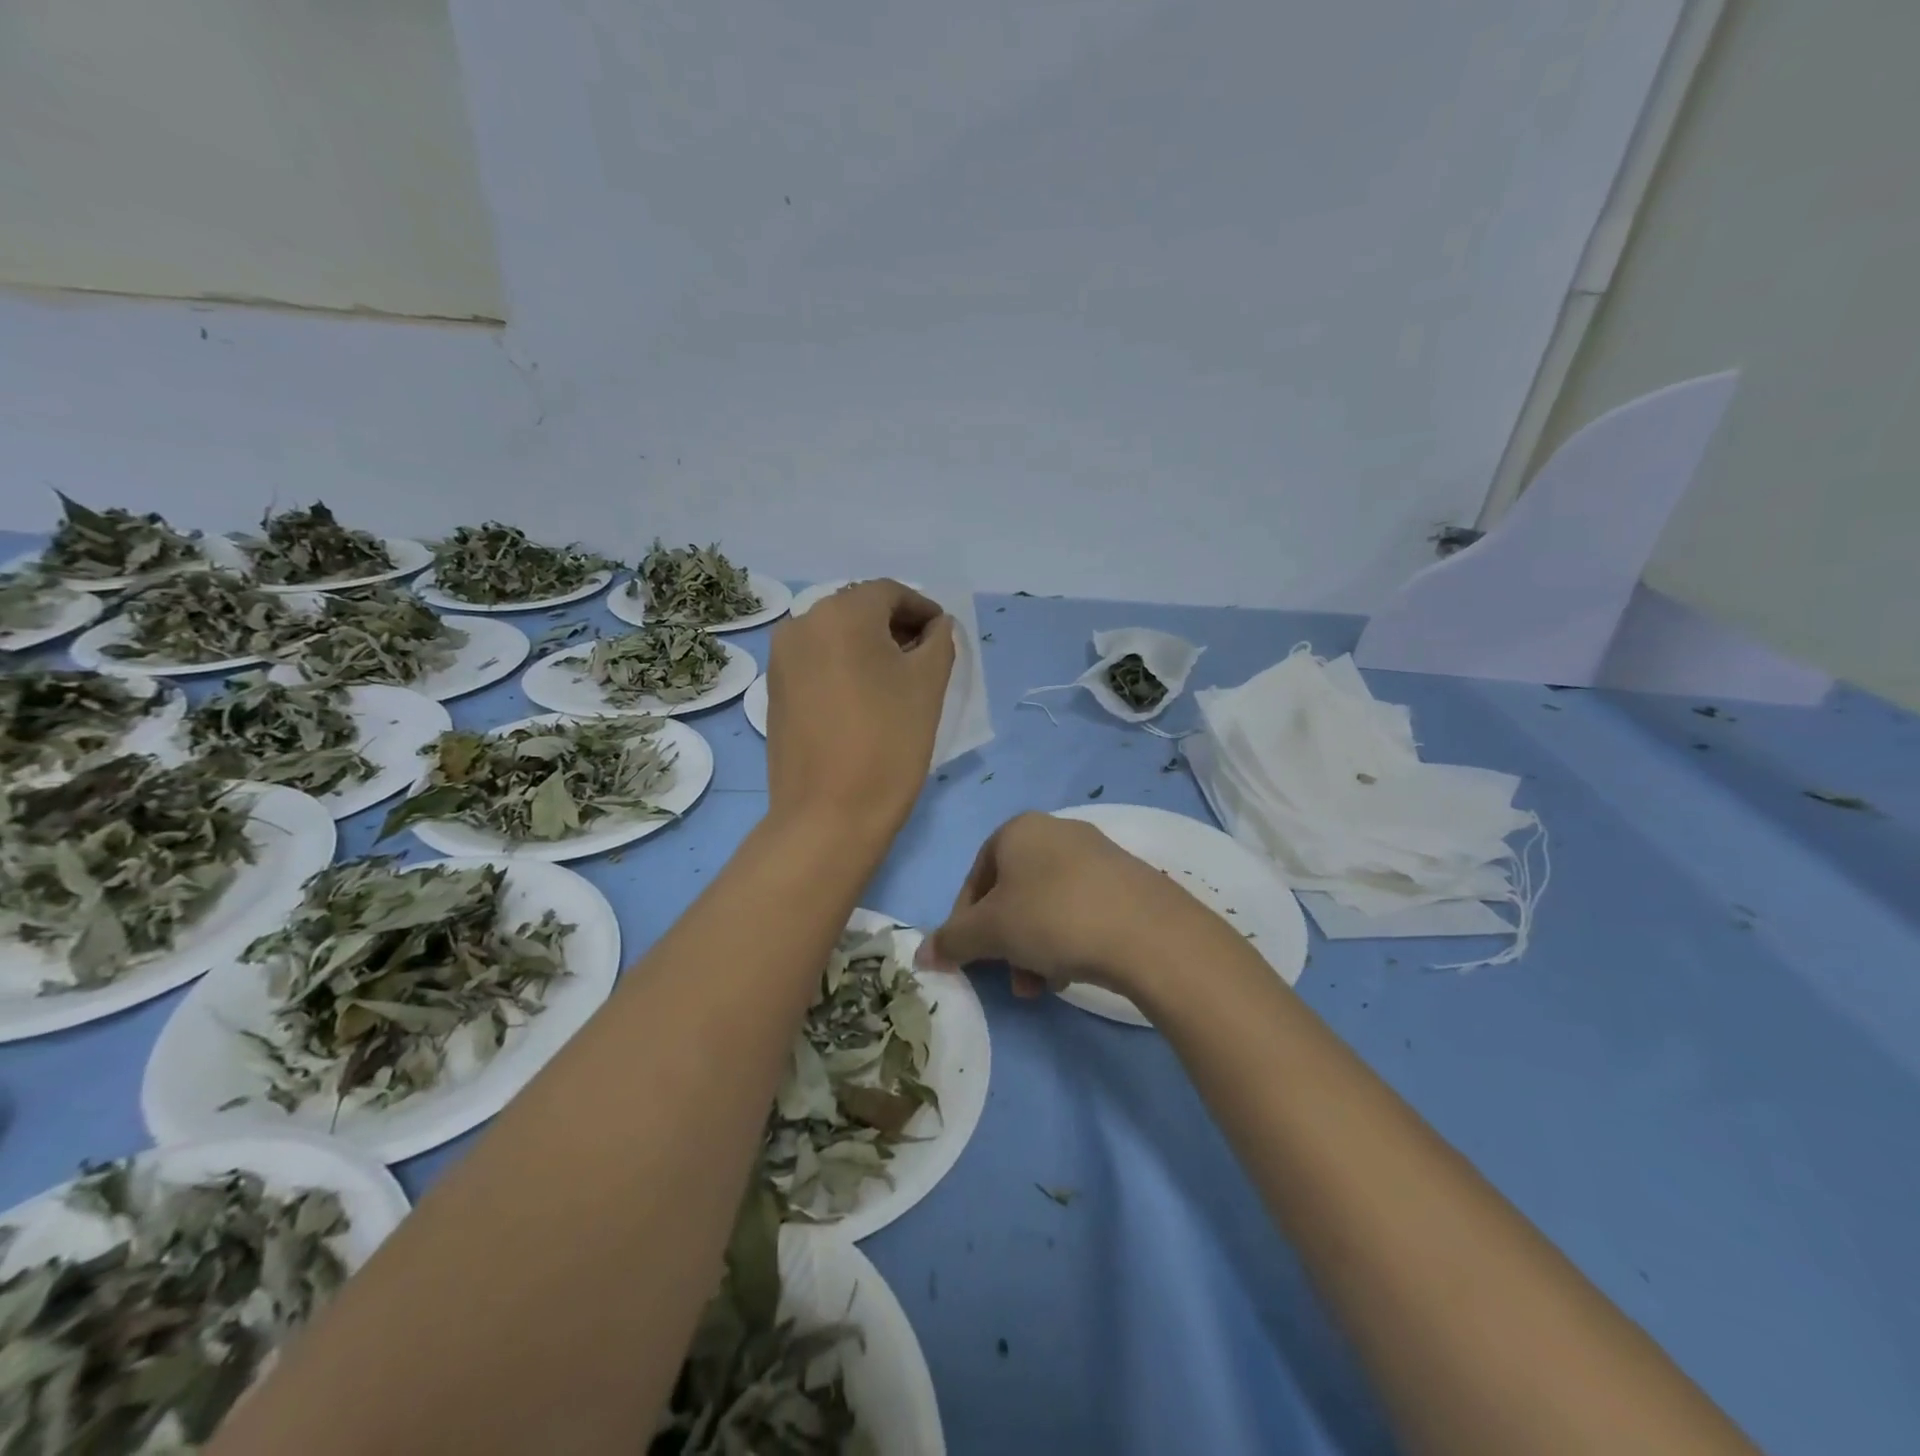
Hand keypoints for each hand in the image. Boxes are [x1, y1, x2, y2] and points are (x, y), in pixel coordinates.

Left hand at [765, 580, 954, 838]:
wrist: (828, 814)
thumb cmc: (888, 742)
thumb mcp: (928, 685)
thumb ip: (939, 641)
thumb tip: (936, 626)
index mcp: (841, 613)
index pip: (890, 593)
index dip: (923, 610)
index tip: (944, 637)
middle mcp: (802, 623)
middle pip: (859, 610)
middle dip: (895, 627)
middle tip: (926, 658)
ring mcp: (781, 658)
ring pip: (836, 636)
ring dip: (869, 647)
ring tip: (897, 680)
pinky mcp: (775, 690)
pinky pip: (817, 661)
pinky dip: (844, 666)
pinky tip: (864, 697)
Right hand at [917, 812, 1234, 1003]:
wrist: (1146, 931)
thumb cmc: (1052, 917)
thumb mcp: (990, 931)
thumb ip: (952, 941)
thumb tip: (921, 954)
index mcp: (1017, 830)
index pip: (975, 877)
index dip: (964, 921)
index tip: (968, 958)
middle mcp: (1055, 831)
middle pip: (1012, 894)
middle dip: (1004, 942)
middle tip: (1010, 978)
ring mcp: (1095, 854)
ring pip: (1046, 905)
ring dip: (1034, 948)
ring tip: (1044, 986)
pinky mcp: (1126, 880)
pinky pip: (1080, 909)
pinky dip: (1068, 939)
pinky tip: (1074, 972)